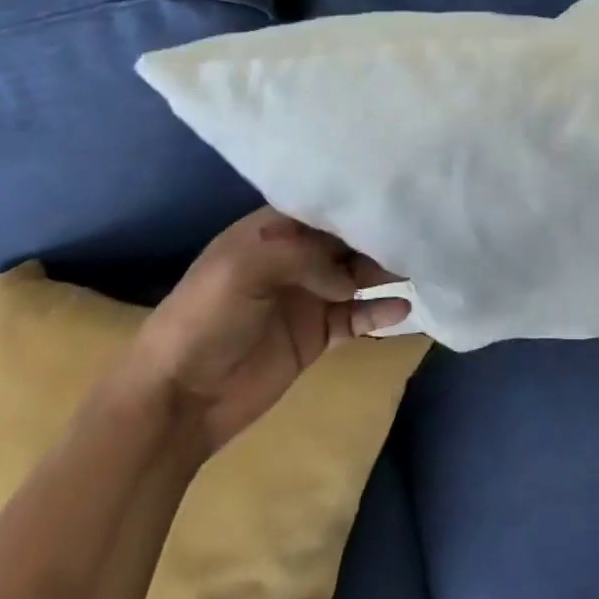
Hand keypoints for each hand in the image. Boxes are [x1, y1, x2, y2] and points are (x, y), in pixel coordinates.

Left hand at [124, 209, 410, 452]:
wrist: (178, 400)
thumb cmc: (203, 320)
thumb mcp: (242, 269)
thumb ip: (301, 258)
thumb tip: (347, 280)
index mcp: (271, 233)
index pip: (323, 209)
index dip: (356, 204)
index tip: (394, 198)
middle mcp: (294, 258)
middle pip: (347, 240)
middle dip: (379, 236)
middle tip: (418, 234)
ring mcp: (308, 296)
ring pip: (358, 276)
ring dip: (386, 271)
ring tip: (420, 266)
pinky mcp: (317, 334)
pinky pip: (357, 317)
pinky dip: (380, 312)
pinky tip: (403, 308)